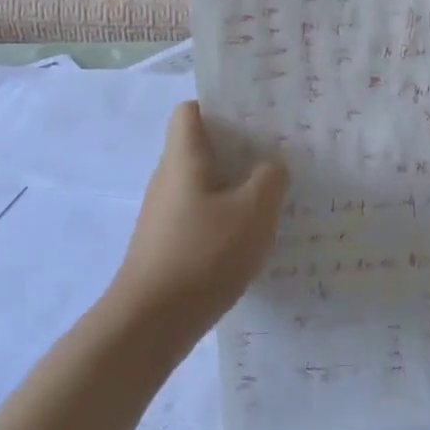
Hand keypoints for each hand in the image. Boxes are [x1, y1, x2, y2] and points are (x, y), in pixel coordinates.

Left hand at [107, 102, 287, 339]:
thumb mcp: (254, 211)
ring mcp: (165, 213)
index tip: (255, 116)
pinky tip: (251, 235)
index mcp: (184, 158)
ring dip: (235, 185)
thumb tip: (271, 166)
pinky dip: (225, 216)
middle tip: (279, 152)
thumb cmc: (204, 254)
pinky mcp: (167, 243)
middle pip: (201, 147)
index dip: (220, 106)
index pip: (190, 111)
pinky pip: (201, 214)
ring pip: (204, 183)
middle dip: (238, 147)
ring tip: (273, 193)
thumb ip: (270, 178)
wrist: (151, 323)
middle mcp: (168, 179)